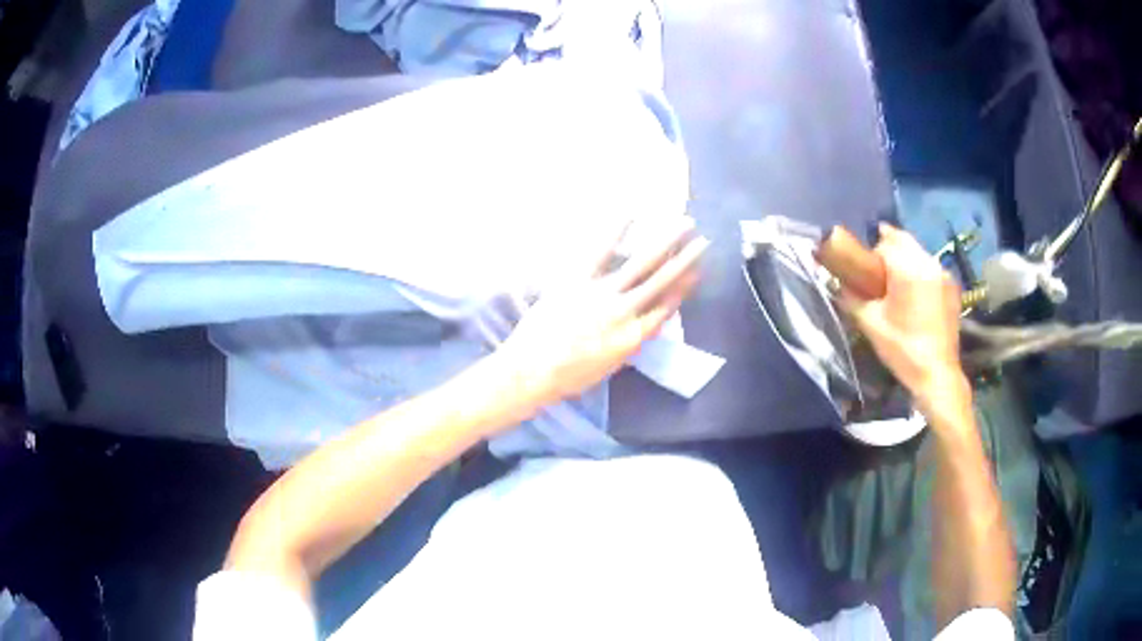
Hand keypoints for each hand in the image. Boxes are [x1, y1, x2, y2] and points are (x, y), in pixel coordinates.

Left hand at [496, 217, 707, 413]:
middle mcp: (626, 311)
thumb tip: (643, 326)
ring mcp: (603, 293)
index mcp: (634, 336)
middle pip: (663, 281)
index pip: (667, 307)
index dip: (685, 287)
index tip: (699, 270)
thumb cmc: (569, 377)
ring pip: (642, 263)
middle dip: (685, 259)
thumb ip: (628, 344)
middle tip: (704, 240)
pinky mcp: (578, 280)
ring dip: (666, 241)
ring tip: (684, 224)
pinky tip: (632, 213)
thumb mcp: (609, 367)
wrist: (533, 370)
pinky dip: (617, 231)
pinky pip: (601, 252)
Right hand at [840, 225, 964, 403]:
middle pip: (904, 241)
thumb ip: (852, 298)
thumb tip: (838, 284)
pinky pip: (931, 268)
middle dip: (889, 248)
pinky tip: (915, 294)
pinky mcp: (952, 288)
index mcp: (908, 268)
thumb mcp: (870, 324)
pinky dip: (920, 272)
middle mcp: (928, 263)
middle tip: (877, 270)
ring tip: (896, 283)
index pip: (885, 242)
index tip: (864, 271)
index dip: (872, 254)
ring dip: (906, 259)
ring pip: (919, 253)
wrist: (937, 374)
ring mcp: (944, 274)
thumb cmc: (902, 349)